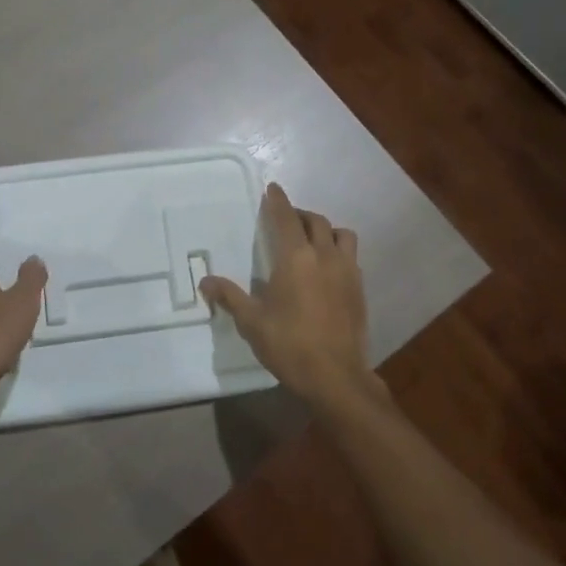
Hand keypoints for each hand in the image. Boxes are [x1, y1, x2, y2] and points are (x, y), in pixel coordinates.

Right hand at [199, 183, 375, 413]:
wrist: (336, 376)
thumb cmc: (289, 345)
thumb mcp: (252, 322)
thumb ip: (230, 297)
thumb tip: (205, 281)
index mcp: (296, 258)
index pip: (286, 218)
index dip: (278, 201)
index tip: (273, 188)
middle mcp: (325, 256)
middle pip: (315, 221)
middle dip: (299, 214)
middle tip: (286, 219)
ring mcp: (347, 271)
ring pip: (341, 234)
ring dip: (325, 230)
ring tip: (312, 240)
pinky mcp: (360, 289)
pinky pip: (351, 256)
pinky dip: (338, 251)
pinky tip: (328, 268)